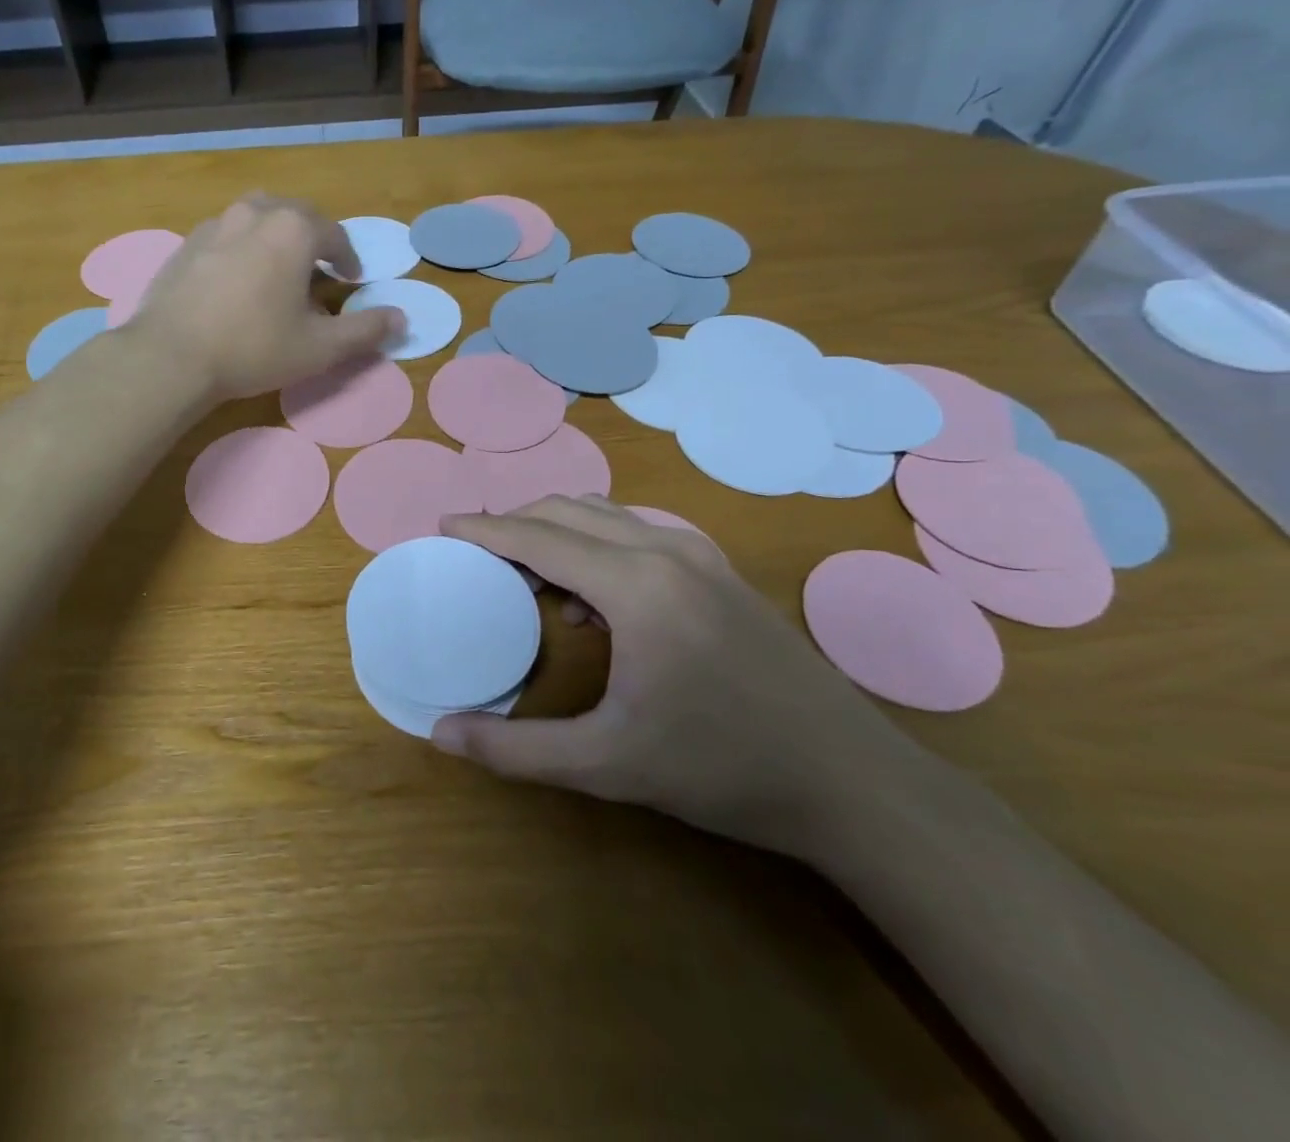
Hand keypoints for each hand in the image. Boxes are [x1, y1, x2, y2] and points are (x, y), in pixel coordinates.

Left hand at [127, 195, 402, 400]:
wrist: (171, 356)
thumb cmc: (254, 348)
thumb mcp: (320, 348)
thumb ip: (365, 331)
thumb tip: (402, 318)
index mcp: (294, 230)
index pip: (334, 234)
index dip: (348, 257)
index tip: (350, 279)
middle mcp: (255, 213)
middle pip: (295, 214)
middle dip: (313, 237)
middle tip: (318, 270)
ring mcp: (215, 225)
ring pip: (257, 217)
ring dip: (275, 236)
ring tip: (278, 269)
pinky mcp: (186, 244)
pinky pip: (226, 235)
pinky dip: (242, 248)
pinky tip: (237, 281)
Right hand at [430, 497, 923, 858]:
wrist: (852, 782)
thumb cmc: (723, 770)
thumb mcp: (608, 766)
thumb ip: (516, 749)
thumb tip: (440, 734)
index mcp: (635, 586)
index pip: (537, 537)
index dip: (484, 529)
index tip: (444, 525)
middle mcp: (664, 550)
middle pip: (566, 510)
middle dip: (513, 523)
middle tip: (476, 554)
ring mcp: (698, 554)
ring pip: (603, 515)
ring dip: (554, 529)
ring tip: (524, 572)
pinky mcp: (718, 569)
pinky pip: (634, 531)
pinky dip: (593, 542)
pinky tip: (589, 597)